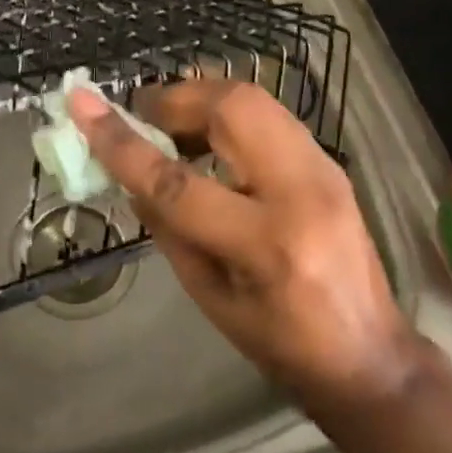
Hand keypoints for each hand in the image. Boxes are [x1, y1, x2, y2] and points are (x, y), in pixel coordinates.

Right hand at [67, 80, 408, 400]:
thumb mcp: (208, 296)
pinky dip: (227, 113)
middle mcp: (303, 193)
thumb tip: (129, 172)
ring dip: (201, 100)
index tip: (82, 106)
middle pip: (230, 109)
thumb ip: (166, 226)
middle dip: (174, 99)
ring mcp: (325, 170)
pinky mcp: (330, 162)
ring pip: (254, 98)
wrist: (369, 354)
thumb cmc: (279, 342)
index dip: (122, 143)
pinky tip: (207, 138)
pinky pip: (269, 114)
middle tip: (141, 114)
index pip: (178, 182)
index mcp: (267, 245)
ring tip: (170, 124)